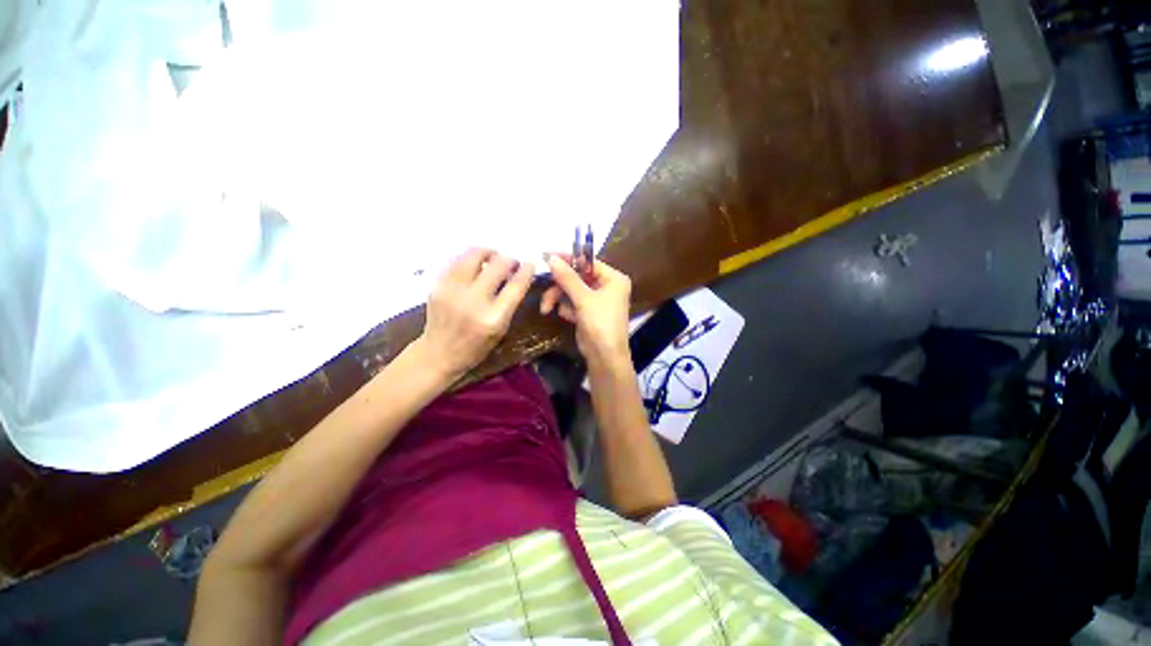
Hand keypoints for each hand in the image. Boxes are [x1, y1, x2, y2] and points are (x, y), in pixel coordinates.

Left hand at [414, 248, 533, 382]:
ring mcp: (452, 291)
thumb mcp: (500, 330)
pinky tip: (474, 262)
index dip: (526, 271)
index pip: (515, 286)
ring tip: (493, 255)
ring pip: (473, 256)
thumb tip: (516, 277)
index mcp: (493, 318)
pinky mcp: (437, 286)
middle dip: (509, 259)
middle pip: (497, 265)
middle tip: (512, 262)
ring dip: (488, 252)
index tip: (530, 264)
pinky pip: (456, 261)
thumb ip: (509, 304)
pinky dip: (469, 258)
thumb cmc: (475, 347)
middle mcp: (473, 301)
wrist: (438, 353)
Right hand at [541, 254, 631, 369]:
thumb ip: (567, 277)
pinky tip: (568, 317)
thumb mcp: (583, 299)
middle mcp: (607, 286)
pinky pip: (573, 302)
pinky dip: (567, 308)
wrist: (604, 358)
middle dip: (560, 286)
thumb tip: (551, 257)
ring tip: (547, 308)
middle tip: (545, 289)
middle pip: (577, 277)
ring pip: (572, 290)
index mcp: (613, 279)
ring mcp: (597, 300)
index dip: (568, 259)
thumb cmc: (600, 324)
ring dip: (559, 298)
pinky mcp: (588, 312)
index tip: (547, 256)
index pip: (588, 262)